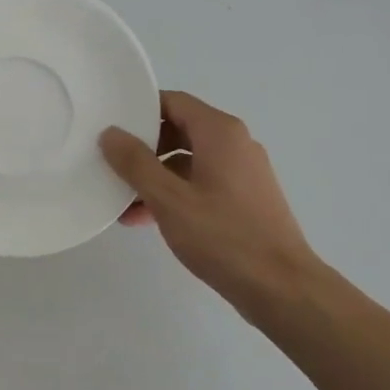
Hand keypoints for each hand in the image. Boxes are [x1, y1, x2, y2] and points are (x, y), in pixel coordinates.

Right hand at [99, 90, 320, 322]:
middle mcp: (234, 144)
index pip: (173, 102)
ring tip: (122, 202)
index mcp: (220, 133)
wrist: (280, 287)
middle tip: (111, 165)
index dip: (139, 111)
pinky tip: (147, 219)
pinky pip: (200, 183)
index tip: (109, 127)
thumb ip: (135, 163)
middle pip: (179, 130)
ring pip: (187, 161)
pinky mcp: (243, 199)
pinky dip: (174, 193)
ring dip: (154, 176)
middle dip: (143, 148)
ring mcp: (242, 173)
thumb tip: (110, 134)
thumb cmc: (223, 237)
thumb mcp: (169, 199)